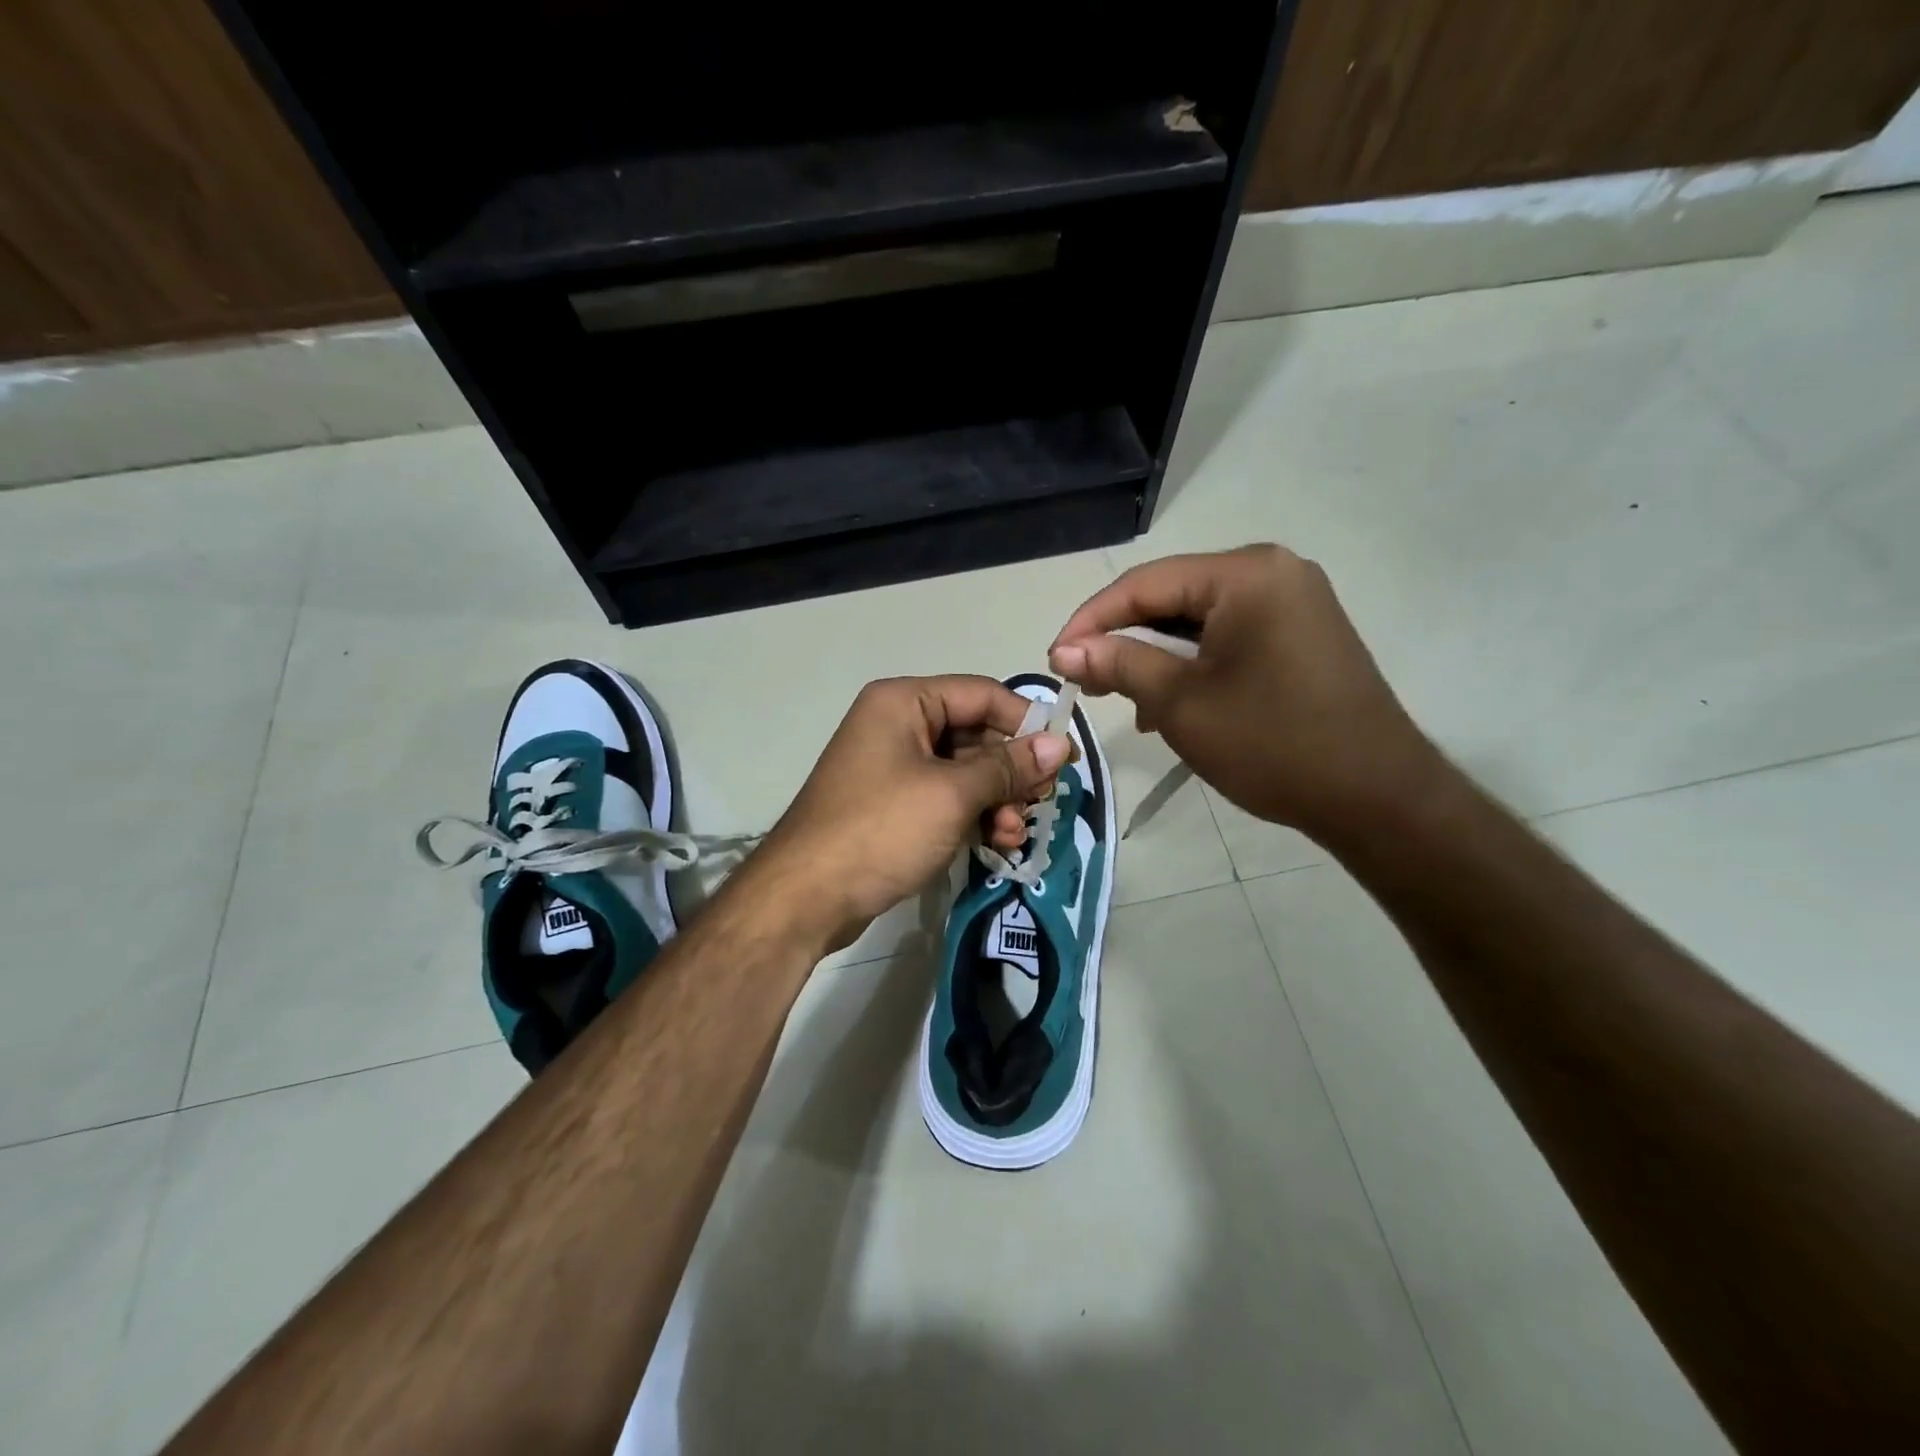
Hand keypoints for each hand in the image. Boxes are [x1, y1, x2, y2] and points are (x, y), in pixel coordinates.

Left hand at [741, 676, 1072, 954]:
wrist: (806, 897)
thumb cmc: (881, 830)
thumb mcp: (952, 794)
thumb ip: (1008, 767)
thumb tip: (1060, 745)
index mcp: (904, 702)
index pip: (982, 694)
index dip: (1027, 723)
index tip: (1065, 758)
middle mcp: (898, 724)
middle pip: (975, 734)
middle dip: (1011, 772)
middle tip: (1041, 803)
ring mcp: (893, 766)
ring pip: (964, 771)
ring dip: (997, 800)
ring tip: (1013, 836)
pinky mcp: (893, 804)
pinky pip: (946, 798)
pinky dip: (973, 816)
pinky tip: (995, 844)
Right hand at [1050, 545, 1443, 841]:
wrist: (1375, 796)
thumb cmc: (1272, 743)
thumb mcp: (1180, 703)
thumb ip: (1119, 665)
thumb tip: (1064, 651)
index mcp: (1246, 574)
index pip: (1145, 584)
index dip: (1091, 620)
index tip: (1054, 659)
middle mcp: (1274, 572)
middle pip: (1173, 597)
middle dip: (1125, 641)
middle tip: (1087, 683)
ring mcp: (1294, 602)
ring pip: (1199, 621)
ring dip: (1157, 657)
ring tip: (1127, 701)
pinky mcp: (1302, 634)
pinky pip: (1230, 637)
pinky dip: (1194, 665)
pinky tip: (1173, 703)